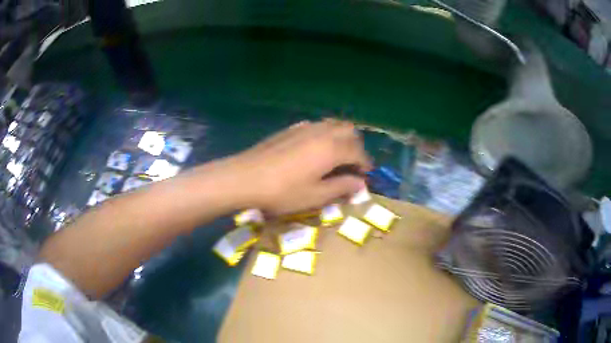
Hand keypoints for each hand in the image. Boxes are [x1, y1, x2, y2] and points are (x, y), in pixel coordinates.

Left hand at [229, 119, 371, 215]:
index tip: (365, 177)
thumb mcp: (315, 195)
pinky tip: (314, 149)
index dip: (365, 165)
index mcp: (332, 149)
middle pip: (349, 131)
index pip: (358, 152)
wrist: (246, 177)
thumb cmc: (283, 191)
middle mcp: (322, 132)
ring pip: (333, 124)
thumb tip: (360, 184)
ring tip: (336, 156)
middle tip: (351, 166)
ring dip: (341, 138)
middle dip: (356, 147)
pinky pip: (317, 125)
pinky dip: (325, 134)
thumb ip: (341, 187)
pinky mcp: (291, 128)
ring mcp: (305, 127)